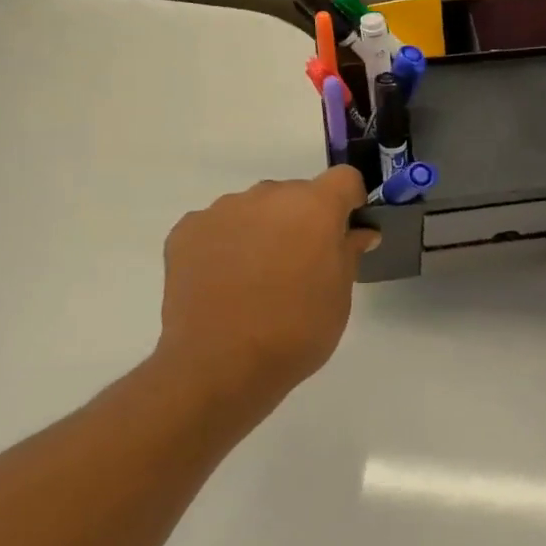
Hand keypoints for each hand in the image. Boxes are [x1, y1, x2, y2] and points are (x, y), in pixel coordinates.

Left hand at [152, 167, 378, 413]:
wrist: (218, 365)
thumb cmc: (295, 332)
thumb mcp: (339, 297)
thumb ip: (349, 253)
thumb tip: (359, 232)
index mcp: (314, 207)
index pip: (344, 179)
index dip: (349, 202)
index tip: (345, 232)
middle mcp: (268, 195)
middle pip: (296, 193)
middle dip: (303, 219)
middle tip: (300, 265)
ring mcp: (223, 210)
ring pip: (255, 208)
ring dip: (263, 229)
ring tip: (255, 277)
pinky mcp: (187, 230)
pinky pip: (218, 225)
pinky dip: (226, 243)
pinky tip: (223, 281)